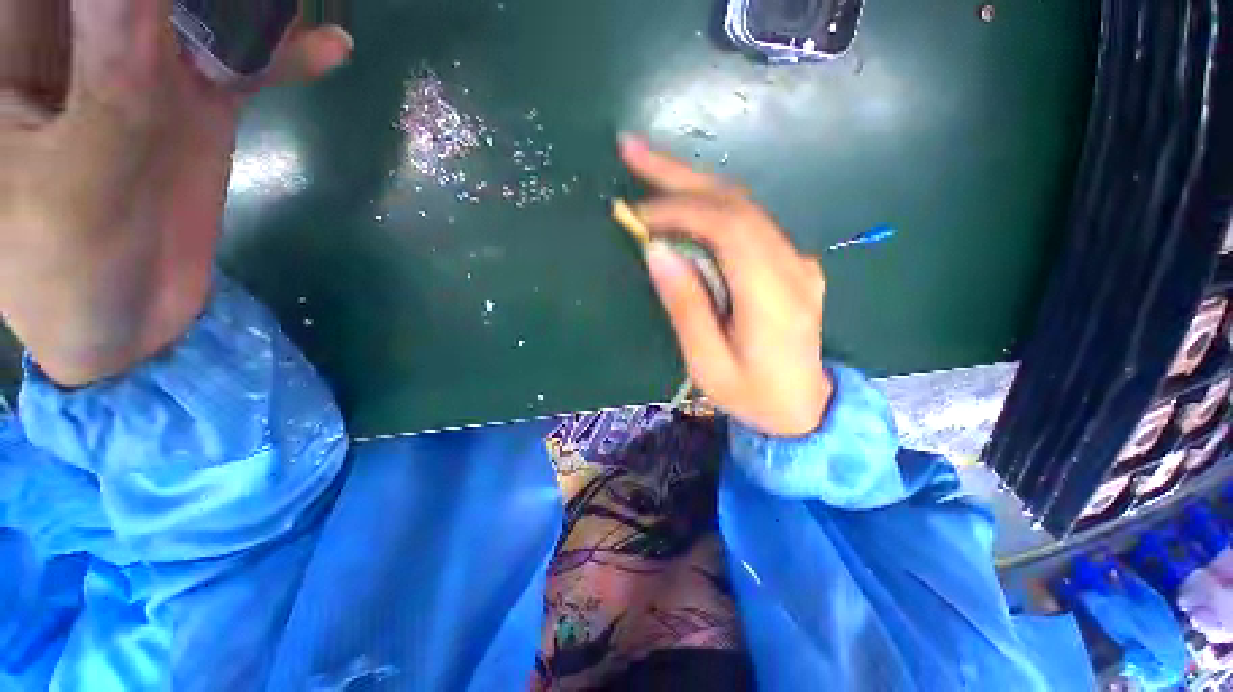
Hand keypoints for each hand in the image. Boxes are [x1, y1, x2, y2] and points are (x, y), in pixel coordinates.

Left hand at [0, 0, 351, 385]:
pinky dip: (283, 57)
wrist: (125, 323)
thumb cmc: (66, 267)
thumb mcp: (83, 174)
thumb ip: (114, 73)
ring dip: (247, 6)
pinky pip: (243, 65)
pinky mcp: (196, 105)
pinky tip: (327, 50)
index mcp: (19, 53)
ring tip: (292, 5)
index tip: (160, 5)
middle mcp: (81, 42)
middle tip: (241, 0)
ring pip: (195, 9)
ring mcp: (144, 69)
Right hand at [619, 135, 831, 436]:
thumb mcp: (708, 364)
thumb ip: (686, 306)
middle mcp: (792, 265)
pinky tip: (682, 202)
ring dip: (692, 184)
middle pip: (736, 201)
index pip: (728, 227)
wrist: (804, 407)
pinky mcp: (790, 261)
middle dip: (679, 175)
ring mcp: (796, 259)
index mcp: (773, 296)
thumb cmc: (752, 395)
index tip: (635, 216)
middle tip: (631, 149)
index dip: (679, 211)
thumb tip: (657, 251)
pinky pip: (747, 221)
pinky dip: (709, 205)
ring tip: (647, 168)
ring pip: (742, 204)